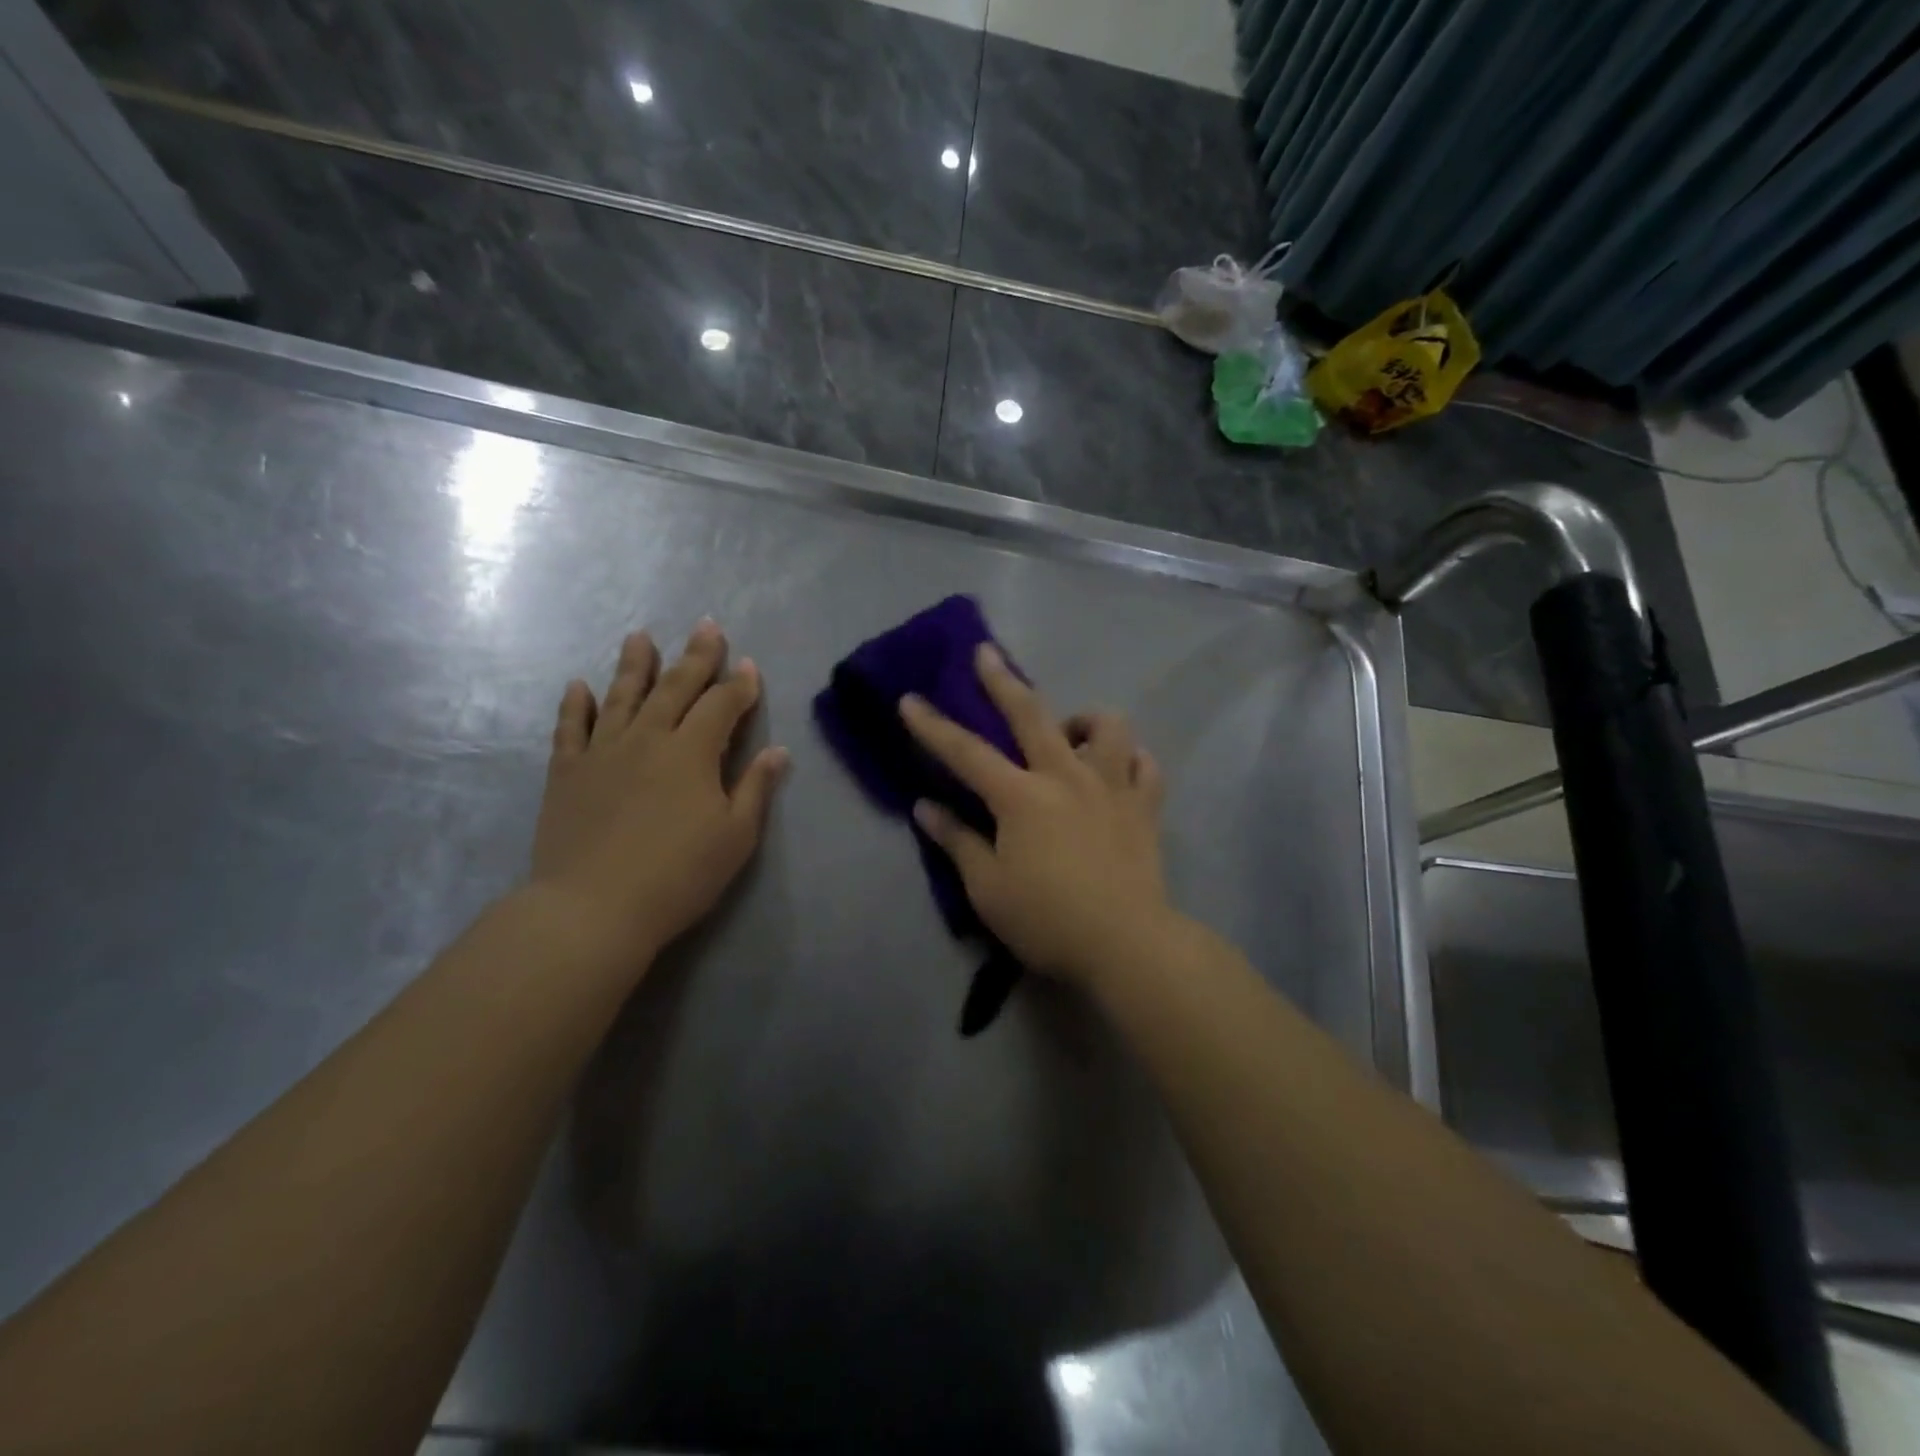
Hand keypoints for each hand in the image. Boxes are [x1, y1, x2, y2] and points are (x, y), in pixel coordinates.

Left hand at [529, 621, 788, 970]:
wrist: (593, 908)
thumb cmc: (678, 875)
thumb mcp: (735, 837)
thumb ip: (755, 788)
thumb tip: (778, 751)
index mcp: (692, 752)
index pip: (722, 706)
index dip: (739, 685)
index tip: (750, 666)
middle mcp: (648, 738)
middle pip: (675, 687)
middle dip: (696, 656)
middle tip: (707, 626)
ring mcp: (603, 752)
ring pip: (622, 696)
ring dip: (634, 665)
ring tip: (640, 636)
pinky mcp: (567, 772)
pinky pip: (571, 728)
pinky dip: (575, 705)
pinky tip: (578, 686)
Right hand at [899, 644, 1173, 986]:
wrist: (1126, 944)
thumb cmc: (1047, 919)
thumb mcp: (988, 888)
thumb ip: (957, 841)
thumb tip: (925, 807)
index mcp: (1021, 796)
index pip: (966, 753)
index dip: (932, 726)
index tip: (909, 699)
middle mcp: (1066, 777)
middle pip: (1031, 715)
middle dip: (1003, 681)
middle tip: (987, 653)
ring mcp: (1111, 786)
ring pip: (1106, 727)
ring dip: (1084, 719)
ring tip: (1071, 732)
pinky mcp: (1145, 807)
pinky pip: (1145, 765)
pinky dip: (1131, 758)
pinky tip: (1120, 766)